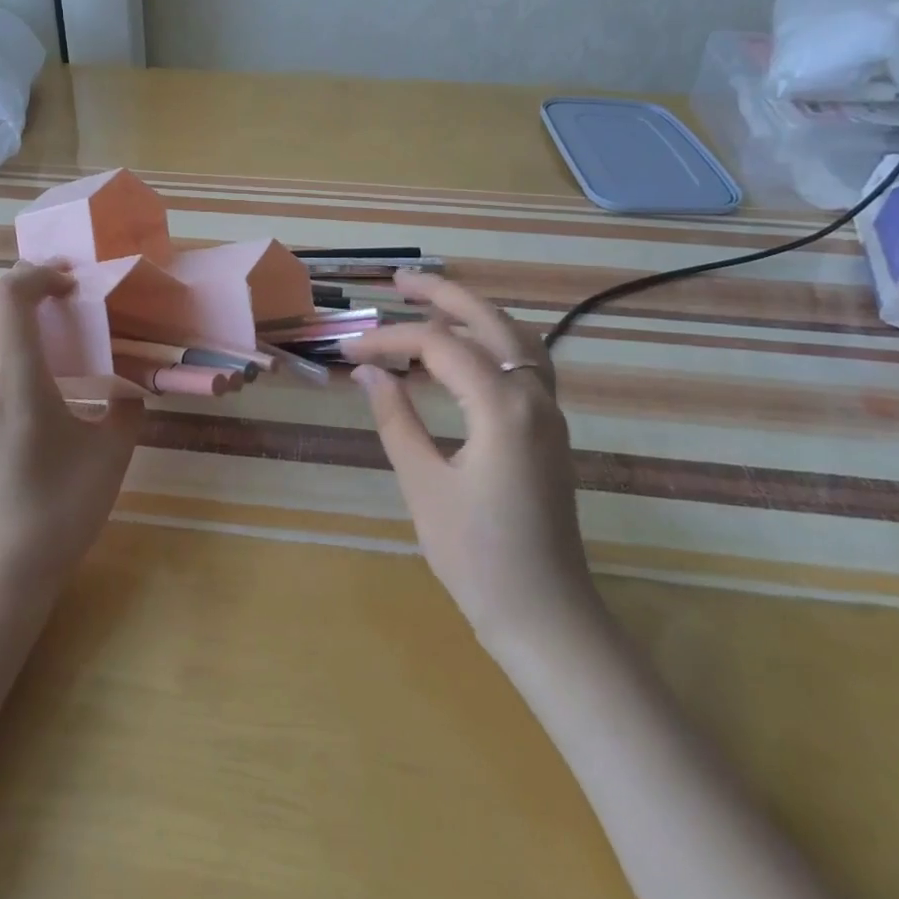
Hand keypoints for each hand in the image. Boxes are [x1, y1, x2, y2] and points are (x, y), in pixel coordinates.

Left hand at [0, 263, 143, 597]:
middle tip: (55, 289)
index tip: (71, 284)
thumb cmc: (59, 512)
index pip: (8, 298)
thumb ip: (125, 409)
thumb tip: (128, 388)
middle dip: (15, 282)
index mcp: (15, 382)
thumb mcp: (111, 456)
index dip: (38, 275)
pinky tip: (18, 362)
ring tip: (34, 317)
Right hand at [342, 272, 595, 648]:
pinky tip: (464, 353)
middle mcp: (534, 397)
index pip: (439, 346)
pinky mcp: (550, 430)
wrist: (545, 615)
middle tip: (398, 282)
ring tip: (430, 304)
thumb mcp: (423, 485)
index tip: (349, 350)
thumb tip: (368, 371)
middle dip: (443, 296)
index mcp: (502, 407)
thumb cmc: (477, 557)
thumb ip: (395, 419)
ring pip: (515, 338)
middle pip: (489, 321)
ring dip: (473, 314)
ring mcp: (549, 413)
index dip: (389, 339)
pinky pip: (524, 364)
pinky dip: (492, 343)